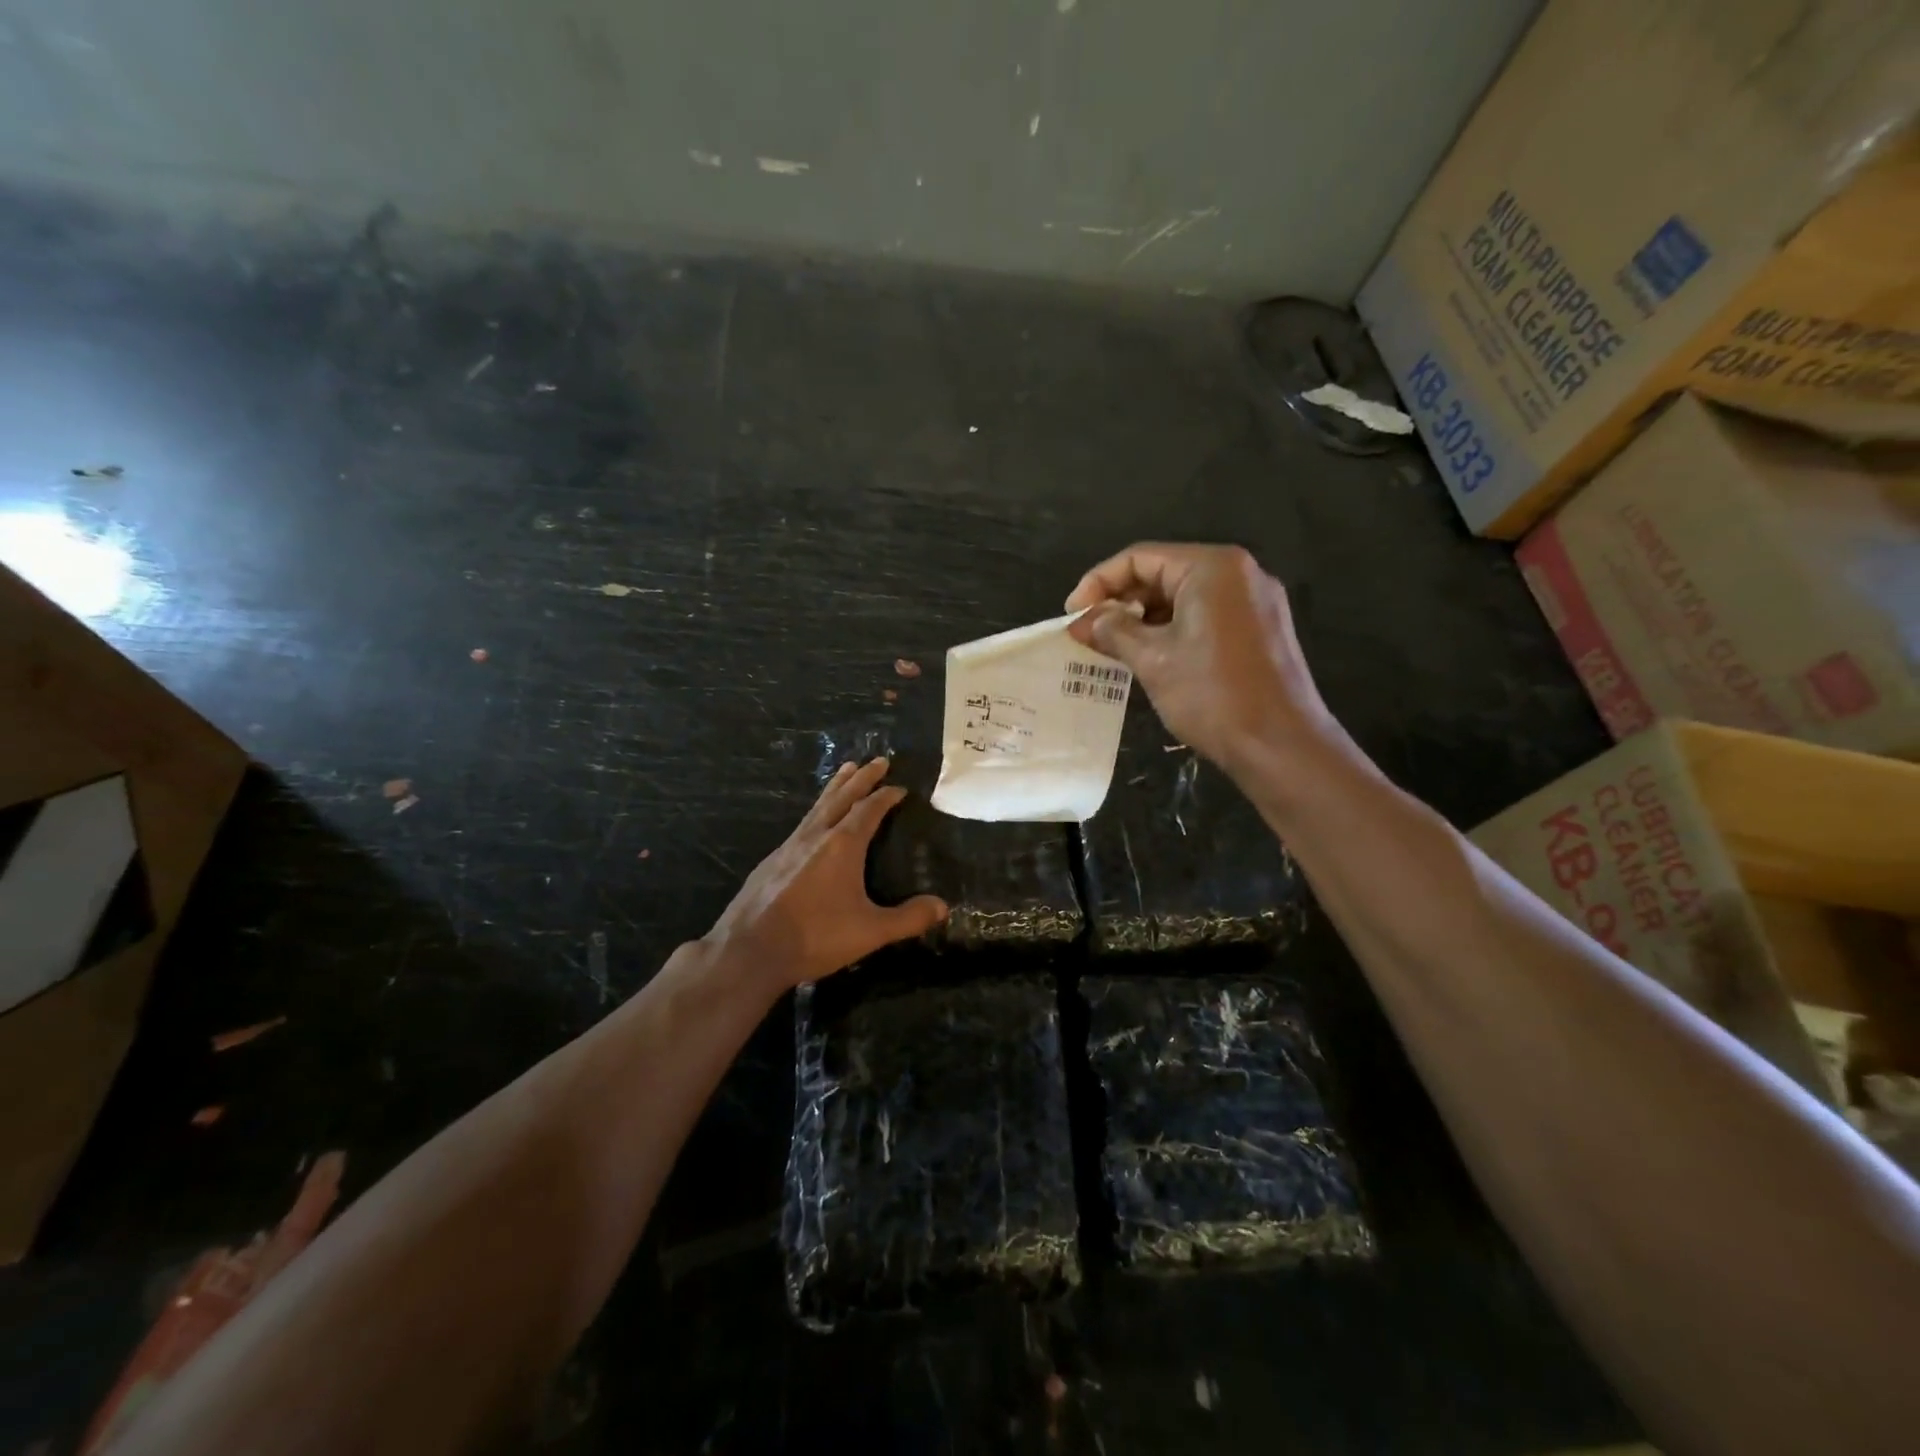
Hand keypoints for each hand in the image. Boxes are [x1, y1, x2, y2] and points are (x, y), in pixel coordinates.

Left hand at [704, 758, 947, 990]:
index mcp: (843, 845)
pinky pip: (802, 823)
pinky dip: (816, 810)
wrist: (749, 949)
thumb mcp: (870, 931)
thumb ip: (908, 918)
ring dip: (836, 786)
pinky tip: (814, 821)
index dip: (886, 796)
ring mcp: (790, 846)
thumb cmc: (815, 936)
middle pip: (842, 796)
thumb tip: (943, 906)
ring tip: (845, 770)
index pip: (869, 809)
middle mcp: (816, 836)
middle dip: (862, 777)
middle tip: (878, 760)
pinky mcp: (771, 861)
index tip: (900, 787)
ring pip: (818, 806)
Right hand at [1065, 542, 1337, 774]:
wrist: (1280, 745)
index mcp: (1212, 567)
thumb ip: (1113, 631)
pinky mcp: (1260, 628)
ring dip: (1143, 618)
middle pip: (1163, 573)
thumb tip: (1082, 621)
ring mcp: (1255, 601)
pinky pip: (1205, 615)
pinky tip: (1149, 657)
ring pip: (1183, 597)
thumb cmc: (1212, 695)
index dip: (1098, 583)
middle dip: (1120, 601)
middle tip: (1089, 634)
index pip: (1139, 558)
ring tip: (1112, 648)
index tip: (1072, 616)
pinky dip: (1172, 630)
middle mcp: (1239, 573)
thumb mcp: (1152, 660)